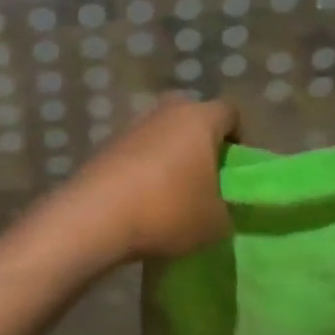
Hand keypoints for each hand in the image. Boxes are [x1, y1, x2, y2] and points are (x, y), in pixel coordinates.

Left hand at [60, 95, 237, 262]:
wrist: (96, 216)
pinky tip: (144, 199)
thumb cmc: (167, 209)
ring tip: (172, 192)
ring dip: (171, 154)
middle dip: (202, 142)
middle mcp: (167, 110)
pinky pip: (139, 148)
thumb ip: (226, 210)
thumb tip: (219, 208)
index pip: (230, 112)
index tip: (235, 169)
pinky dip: (146, 166)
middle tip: (206, 176)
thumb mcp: (214, 223)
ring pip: (164, 132)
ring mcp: (135, 124)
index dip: (239, 137)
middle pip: (194, 116)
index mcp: (200, 118)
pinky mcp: (109, 143)